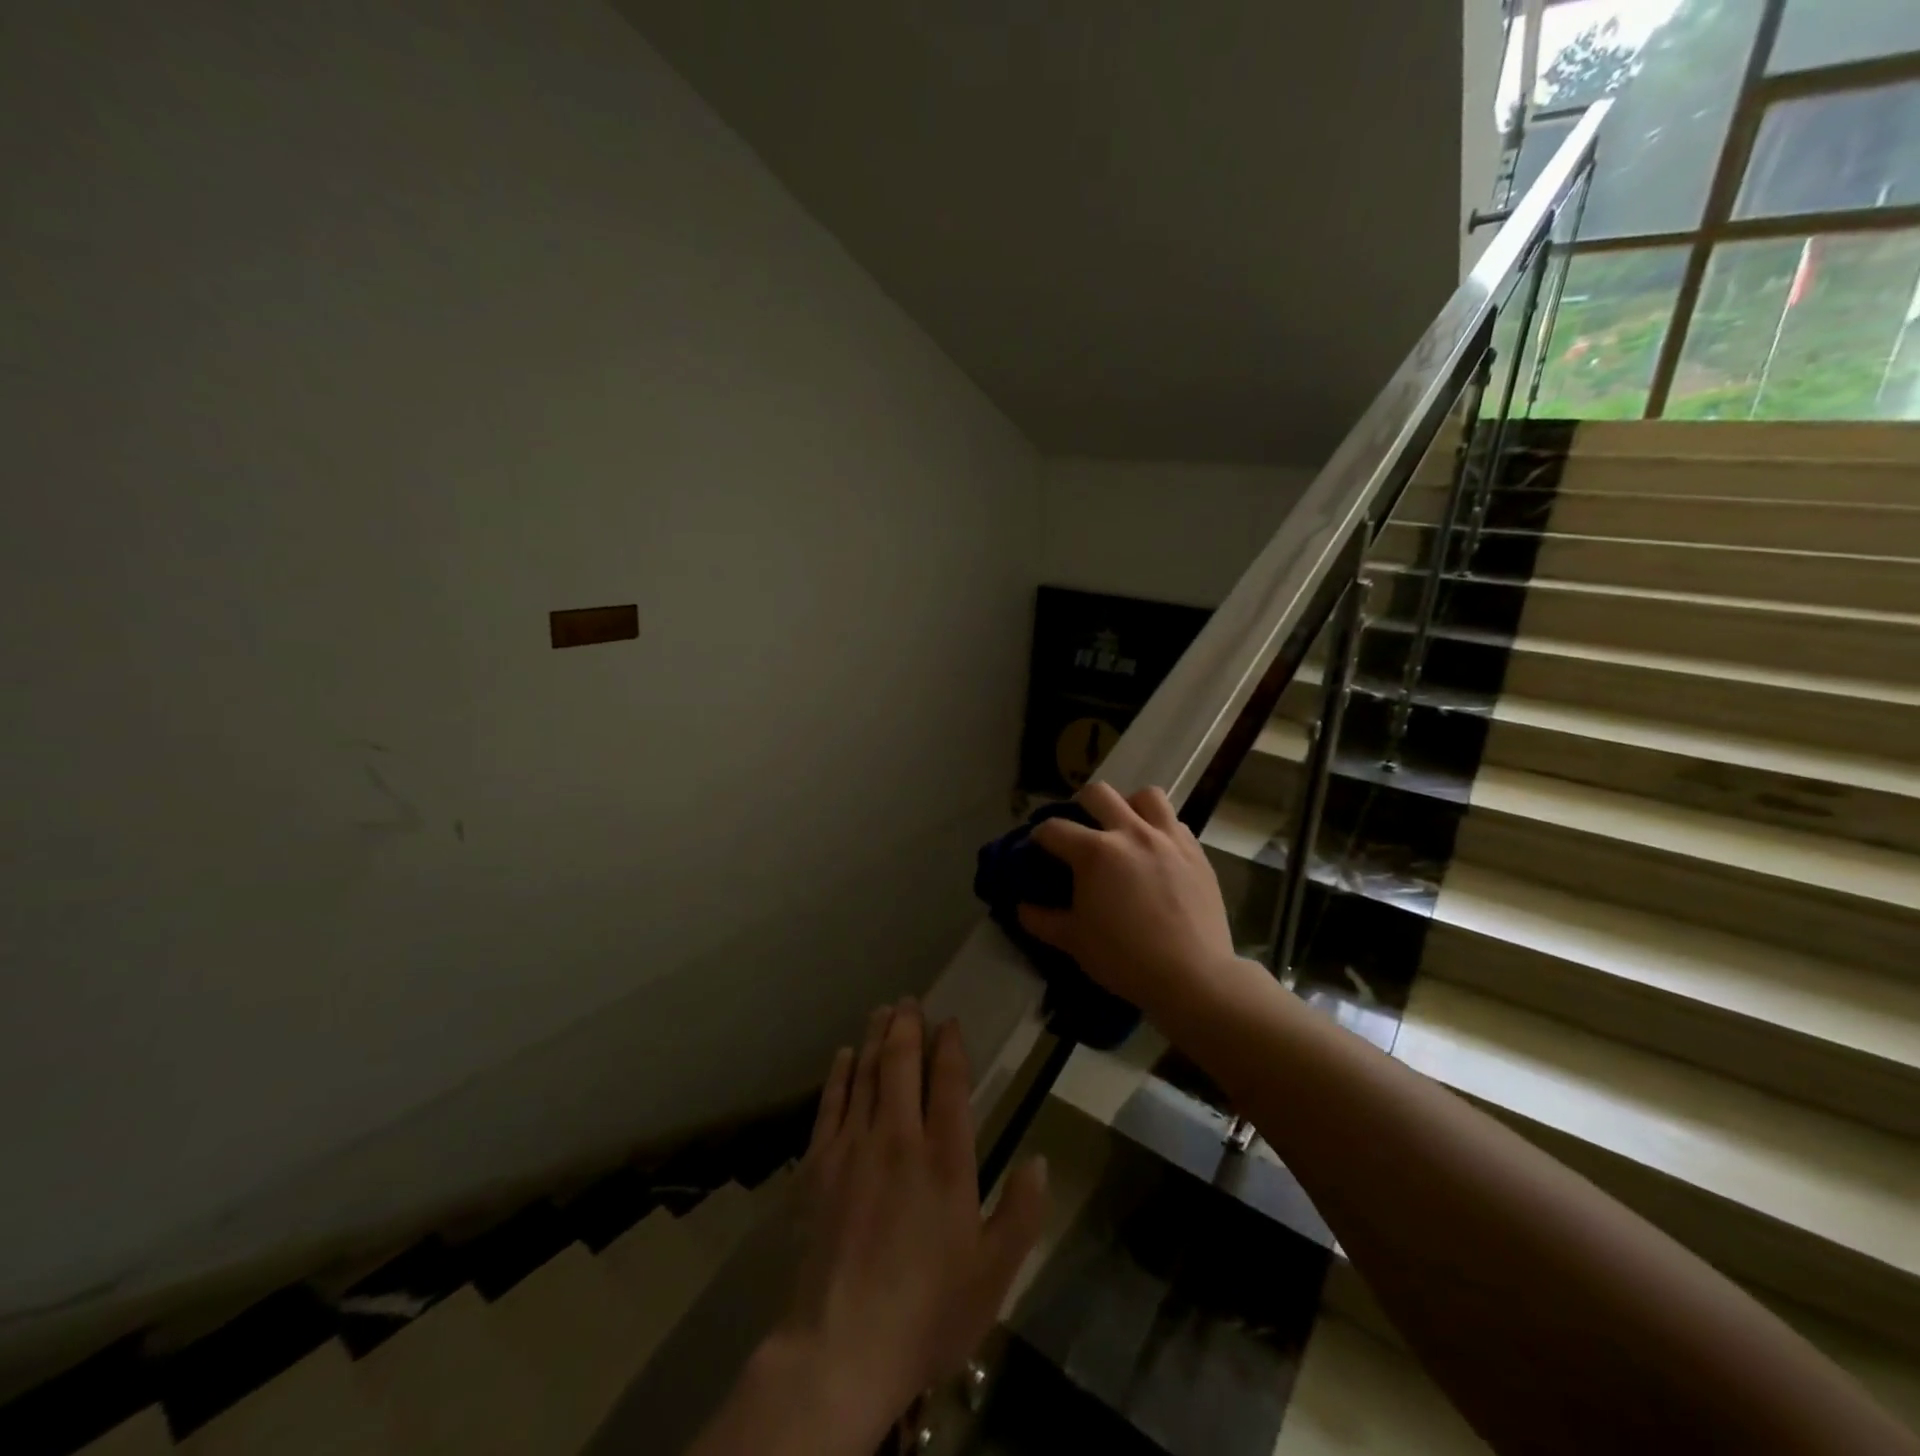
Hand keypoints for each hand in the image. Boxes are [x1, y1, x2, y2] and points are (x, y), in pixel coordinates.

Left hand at [775, 1000, 1048, 1442]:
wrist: (840, 1348)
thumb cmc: (927, 1313)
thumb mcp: (994, 1274)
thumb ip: (1022, 1212)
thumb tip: (1039, 1159)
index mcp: (946, 1158)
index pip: (948, 1082)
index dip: (950, 1046)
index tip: (949, 1022)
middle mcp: (899, 1137)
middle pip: (901, 1063)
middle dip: (907, 1025)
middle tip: (910, 1000)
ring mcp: (853, 1146)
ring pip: (864, 1073)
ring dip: (874, 1037)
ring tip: (881, 1011)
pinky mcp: (817, 1164)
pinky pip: (829, 1103)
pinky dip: (838, 1074)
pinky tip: (842, 1056)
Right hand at [1017, 783, 1239, 1020]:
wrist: (1193, 977)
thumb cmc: (1126, 959)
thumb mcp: (1074, 942)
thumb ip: (1042, 920)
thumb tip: (1022, 907)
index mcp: (1095, 853)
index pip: (1054, 828)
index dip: (1039, 836)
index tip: (1038, 848)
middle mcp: (1131, 833)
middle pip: (1098, 794)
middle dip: (1080, 805)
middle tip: (1080, 831)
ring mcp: (1168, 838)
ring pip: (1145, 796)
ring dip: (1128, 806)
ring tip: (1124, 828)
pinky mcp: (1196, 852)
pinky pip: (1175, 822)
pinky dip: (1160, 828)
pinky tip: (1156, 851)